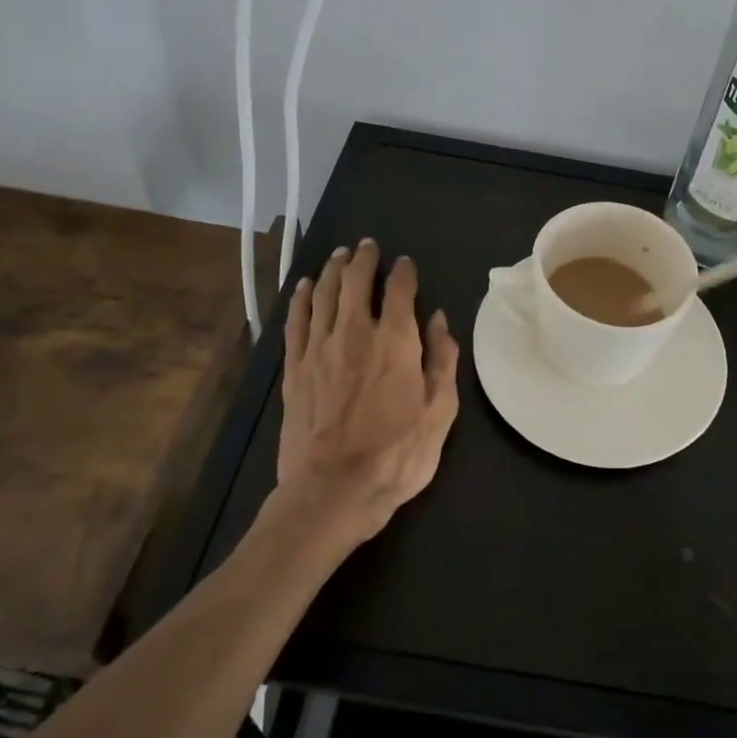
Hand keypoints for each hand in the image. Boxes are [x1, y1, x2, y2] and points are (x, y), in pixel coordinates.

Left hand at [274, 240, 459, 541]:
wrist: (332, 491)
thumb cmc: (396, 456)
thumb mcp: (439, 412)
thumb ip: (442, 360)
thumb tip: (439, 320)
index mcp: (396, 341)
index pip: (400, 290)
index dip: (404, 272)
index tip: (406, 264)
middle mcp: (355, 333)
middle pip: (357, 282)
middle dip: (364, 259)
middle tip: (368, 246)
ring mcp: (319, 348)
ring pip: (326, 294)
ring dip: (335, 270)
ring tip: (341, 255)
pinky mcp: (295, 368)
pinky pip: (296, 321)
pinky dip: (303, 298)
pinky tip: (307, 285)